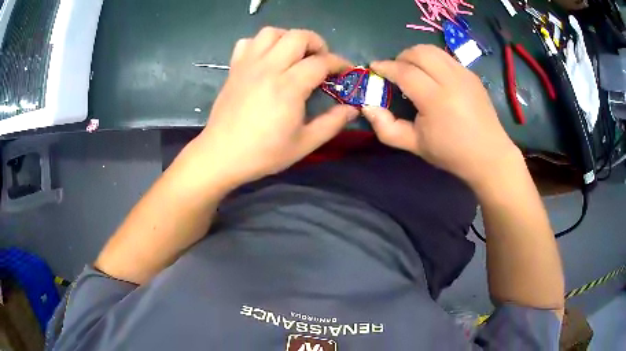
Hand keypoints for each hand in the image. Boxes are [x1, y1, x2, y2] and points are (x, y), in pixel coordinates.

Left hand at [191, 27, 358, 189]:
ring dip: (289, 38)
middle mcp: (268, 68)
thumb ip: (332, 123)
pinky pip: (247, 42)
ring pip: (271, 33)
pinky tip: (266, 59)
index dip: (339, 63)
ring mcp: (248, 65)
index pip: (321, 62)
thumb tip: (352, 108)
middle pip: (298, 36)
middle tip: (321, 61)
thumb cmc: (263, 153)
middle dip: (317, 43)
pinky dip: (261, 44)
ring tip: (294, 56)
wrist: (221, 156)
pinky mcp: (234, 69)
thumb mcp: (304, 144)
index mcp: (288, 86)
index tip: (346, 71)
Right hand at [362, 45, 520, 189]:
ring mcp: (464, 74)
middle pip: (419, 52)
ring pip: (433, 50)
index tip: (374, 68)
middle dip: (401, 56)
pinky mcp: (472, 75)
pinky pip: (446, 57)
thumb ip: (387, 128)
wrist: (489, 155)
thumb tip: (367, 107)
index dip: (386, 67)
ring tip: (412, 70)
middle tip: (395, 70)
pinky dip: (433, 60)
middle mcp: (451, 80)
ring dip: (416, 54)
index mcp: (436, 100)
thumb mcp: (415, 146)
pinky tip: (433, 76)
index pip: (405, 72)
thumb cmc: (451, 153)